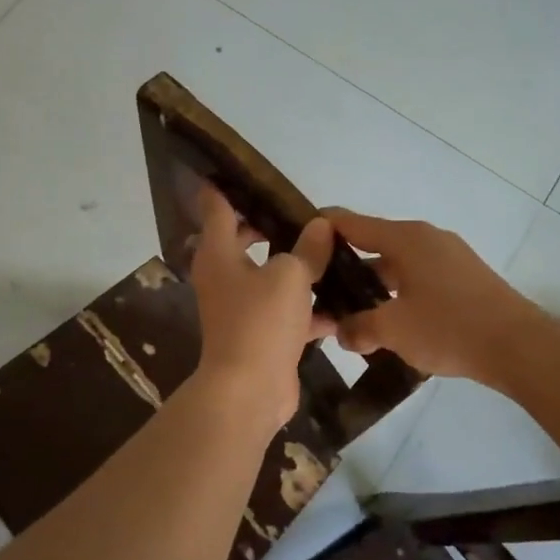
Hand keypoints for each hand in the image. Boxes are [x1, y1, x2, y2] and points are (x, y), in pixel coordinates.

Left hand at [188, 187, 334, 430]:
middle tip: (304, 212)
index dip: (226, 185)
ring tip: (332, 251)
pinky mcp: (261, 334)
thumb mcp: (290, 276)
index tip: (242, 168)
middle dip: (272, 227)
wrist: (249, 391)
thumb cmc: (260, 321)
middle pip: (245, 239)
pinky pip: (287, 311)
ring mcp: (241, 307)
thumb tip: (320, 226)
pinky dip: (309, 308)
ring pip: (270, 276)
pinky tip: (343, 304)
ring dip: (297, 268)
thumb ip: (308, 249)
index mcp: (219, 253)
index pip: (216, 206)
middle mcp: (224, 276)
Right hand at [322, 209, 544, 385]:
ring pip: (398, 263)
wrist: (519, 346)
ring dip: (374, 283)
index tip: (298, 241)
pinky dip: (399, 291)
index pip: (350, 223)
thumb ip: (358, 328)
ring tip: (351, 310)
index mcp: (405, 238)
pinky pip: (419, 276)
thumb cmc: (449, 327)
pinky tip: (391, 320)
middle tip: (319, 289)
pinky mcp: (464, 277)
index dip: (322, 228)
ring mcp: (449, 256)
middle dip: (346, 265)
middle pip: (374, 242)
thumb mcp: (394, 330)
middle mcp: (426, 237)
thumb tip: (341, 332)